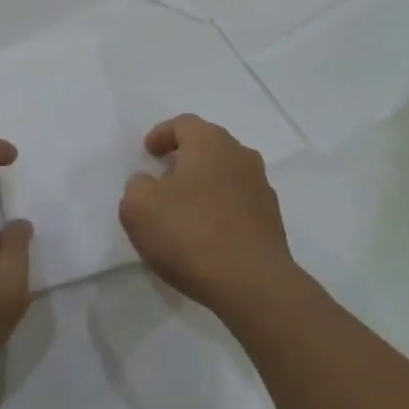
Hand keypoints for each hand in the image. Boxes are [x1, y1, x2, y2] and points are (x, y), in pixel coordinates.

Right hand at [119, 115, 296, 321]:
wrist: (253, 284)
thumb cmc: (190, 234)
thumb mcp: (139, 207)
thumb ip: (137, 186)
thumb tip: (148, 182)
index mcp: (210, 142)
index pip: (184, 124)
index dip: (162, 135)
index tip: (148, 152)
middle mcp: (241, 155)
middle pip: (208, 146)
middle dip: (184, 158)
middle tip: (163, 177)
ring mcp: (261, 188)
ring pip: (226, 174)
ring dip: (204, 184)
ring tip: (184, 209)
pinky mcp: (271, 220)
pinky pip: (238, 203)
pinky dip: (220, 209)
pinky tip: (206, 234)